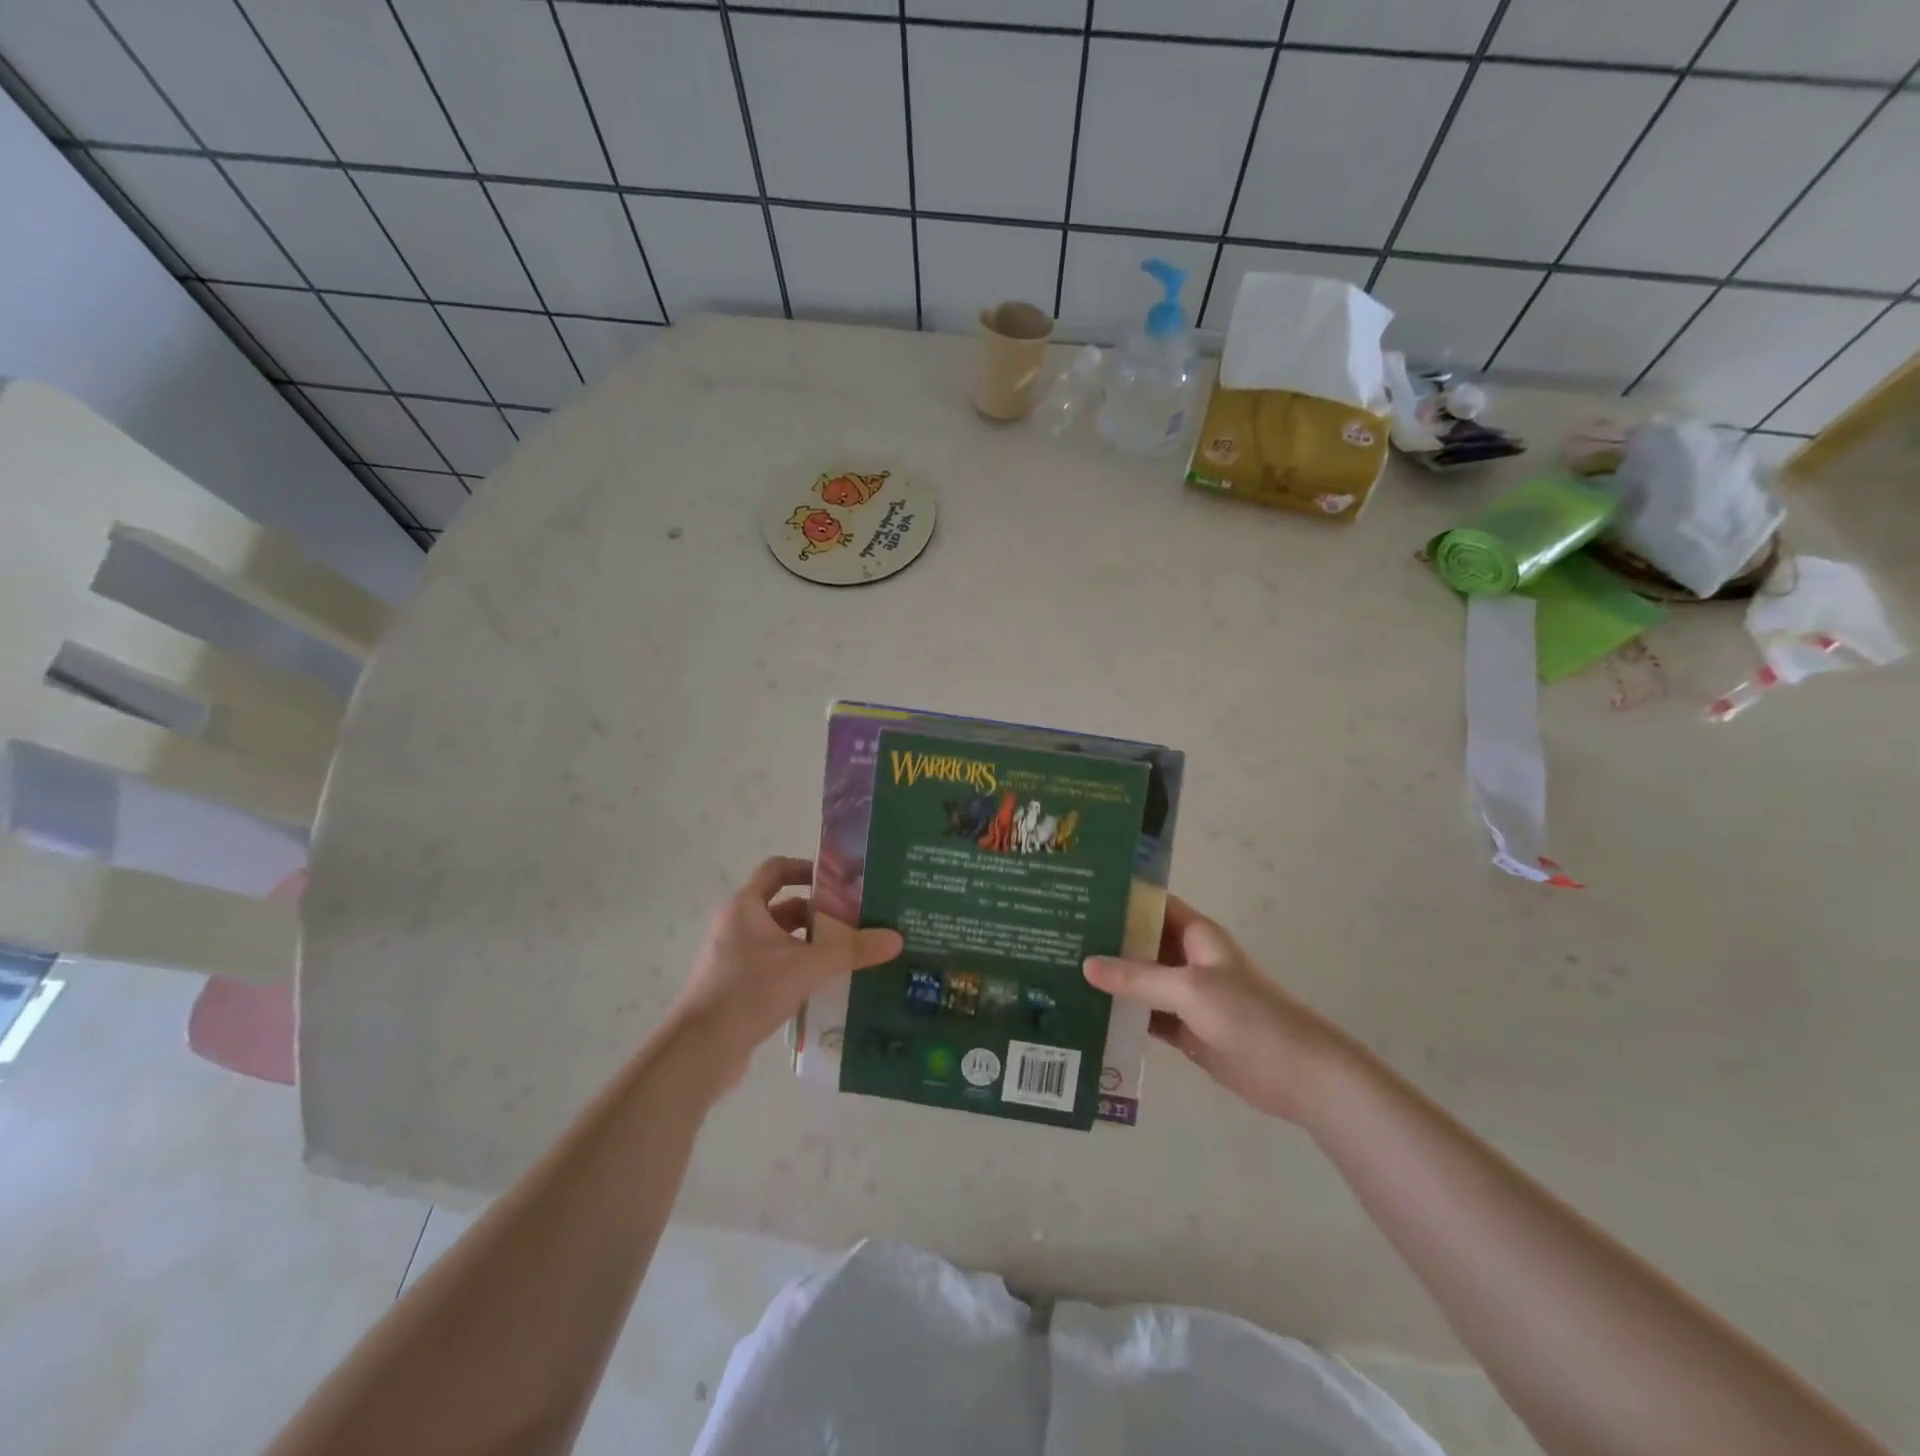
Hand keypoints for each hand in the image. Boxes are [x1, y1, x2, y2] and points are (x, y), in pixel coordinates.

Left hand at [667, 857, 901, 1086]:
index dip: (808, 868)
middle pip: (783, 907)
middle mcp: (735, 925)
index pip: (777, 869)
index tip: (840, 881)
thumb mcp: (808, 966)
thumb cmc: (749, 990)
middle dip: (819, 914)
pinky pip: (772, 967)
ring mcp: (732, 958)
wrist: (700, 1050)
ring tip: (847, 954)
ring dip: (809, 944)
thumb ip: (852, 951)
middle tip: (856, 922)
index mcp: (745, 906)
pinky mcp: (734, 988)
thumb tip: (896, 939)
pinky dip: (796, 969)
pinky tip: (824, 986)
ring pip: (779, 940)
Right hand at [1084, 896, 1360, 1124]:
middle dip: (1105, 941)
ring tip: (1060, 974)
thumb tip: (1086, 965)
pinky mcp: (1184, 1029)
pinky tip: (1087, 1016)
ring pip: (1139, 981)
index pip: (1151, 904)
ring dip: (1110, 981)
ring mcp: (1185, 996)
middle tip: (1056, 938)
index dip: (1119, 898)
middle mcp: (1187, 959)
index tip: (1077, 895)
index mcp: (1195, 935)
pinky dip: (1122, 1015)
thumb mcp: (1190, 990)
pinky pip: (1145, 1016)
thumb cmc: (1249, 1016)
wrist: (1299, 1075)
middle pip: (1140, 943)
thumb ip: (1138, 978)